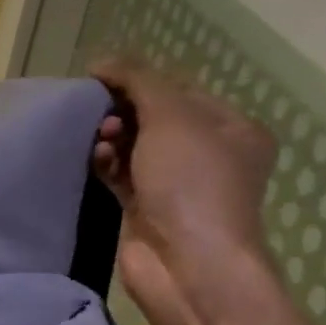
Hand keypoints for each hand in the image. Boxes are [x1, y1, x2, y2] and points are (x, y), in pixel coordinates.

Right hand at [89, 58, 276, 324]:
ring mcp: (176, 183)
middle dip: (120, 110)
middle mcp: (207, 153)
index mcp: (230, 127)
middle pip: (152, 116)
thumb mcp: (171, 117)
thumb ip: (138, 81)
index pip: (176, 88)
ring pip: (133, 145)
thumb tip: (103, 61)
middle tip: (97, 112)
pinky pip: (119, 173)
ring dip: (110, 136)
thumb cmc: (191, 183)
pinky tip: (95, 160)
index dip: (136, 80)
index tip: (97, 78)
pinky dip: (105, 163)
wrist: (186, 263)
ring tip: (97, 139)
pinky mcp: (145, 207)